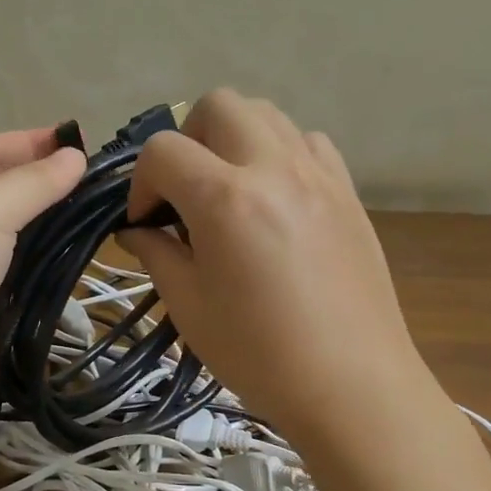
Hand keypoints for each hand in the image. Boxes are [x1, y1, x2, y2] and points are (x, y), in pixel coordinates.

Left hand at [0, 128, 85, 398]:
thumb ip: (33, 182)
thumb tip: (76, 157)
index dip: (33, 142)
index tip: (81, 143)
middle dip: (41, 179)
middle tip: (94, 179)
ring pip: (6, 226)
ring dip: (42, 218)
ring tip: (89, 210)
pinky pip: (8, 262)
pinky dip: (34, 254)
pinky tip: (66, 250)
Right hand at [120, 90, 417, 444]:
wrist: (353, 386)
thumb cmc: (259, 354)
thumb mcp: (189, 306)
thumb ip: (156, 253)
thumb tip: (137, 230)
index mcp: (225, 199)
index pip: (162, 150)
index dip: (141, 183)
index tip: (146, 224)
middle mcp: (273, 168)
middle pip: (218, 104)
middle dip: (188, 139)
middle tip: (185, 193)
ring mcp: (318, 175)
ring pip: (267, 114)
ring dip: (233, 139)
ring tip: (229, 191)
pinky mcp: (348, 192)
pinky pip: (308, 142)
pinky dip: (279, 154)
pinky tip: (275, 200)